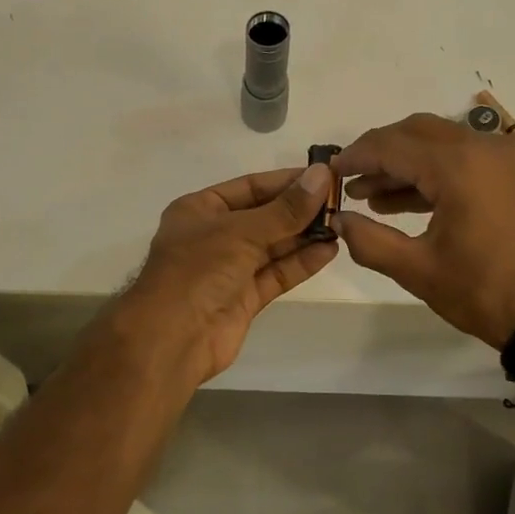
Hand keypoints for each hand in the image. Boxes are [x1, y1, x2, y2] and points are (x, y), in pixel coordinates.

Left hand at [117, 163, 339, 384]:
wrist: (172, 338)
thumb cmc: (198, 270)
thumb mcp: (241, 231)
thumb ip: (285, 209)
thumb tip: (322, 175)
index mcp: (200, 210)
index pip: (249, 187)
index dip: (286, 181)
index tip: (324, 176)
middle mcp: (214, 236)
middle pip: (264, 216)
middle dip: (299, 210)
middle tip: (340, 201)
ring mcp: (229, 269)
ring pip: (272, 247)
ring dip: (304, 236)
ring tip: (342, 224)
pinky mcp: (244, 298)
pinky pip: (276, 274)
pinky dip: (300, 263)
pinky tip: (329, 250)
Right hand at [334, 114, 514, 348]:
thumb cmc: (483, 291)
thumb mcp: (416, 269)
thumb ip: (368, 240)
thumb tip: (338, 220)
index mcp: (459, 166)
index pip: (392, 146)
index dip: (356, 157)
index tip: (330, 173)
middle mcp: (485, 147)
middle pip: (417, 132)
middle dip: (379, 153)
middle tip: (349, 179)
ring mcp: (506, 157)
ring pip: (441, 142)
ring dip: (405, 163)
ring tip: (369, 197)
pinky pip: (465, 157)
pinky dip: (434, 171)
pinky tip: (405, 200)